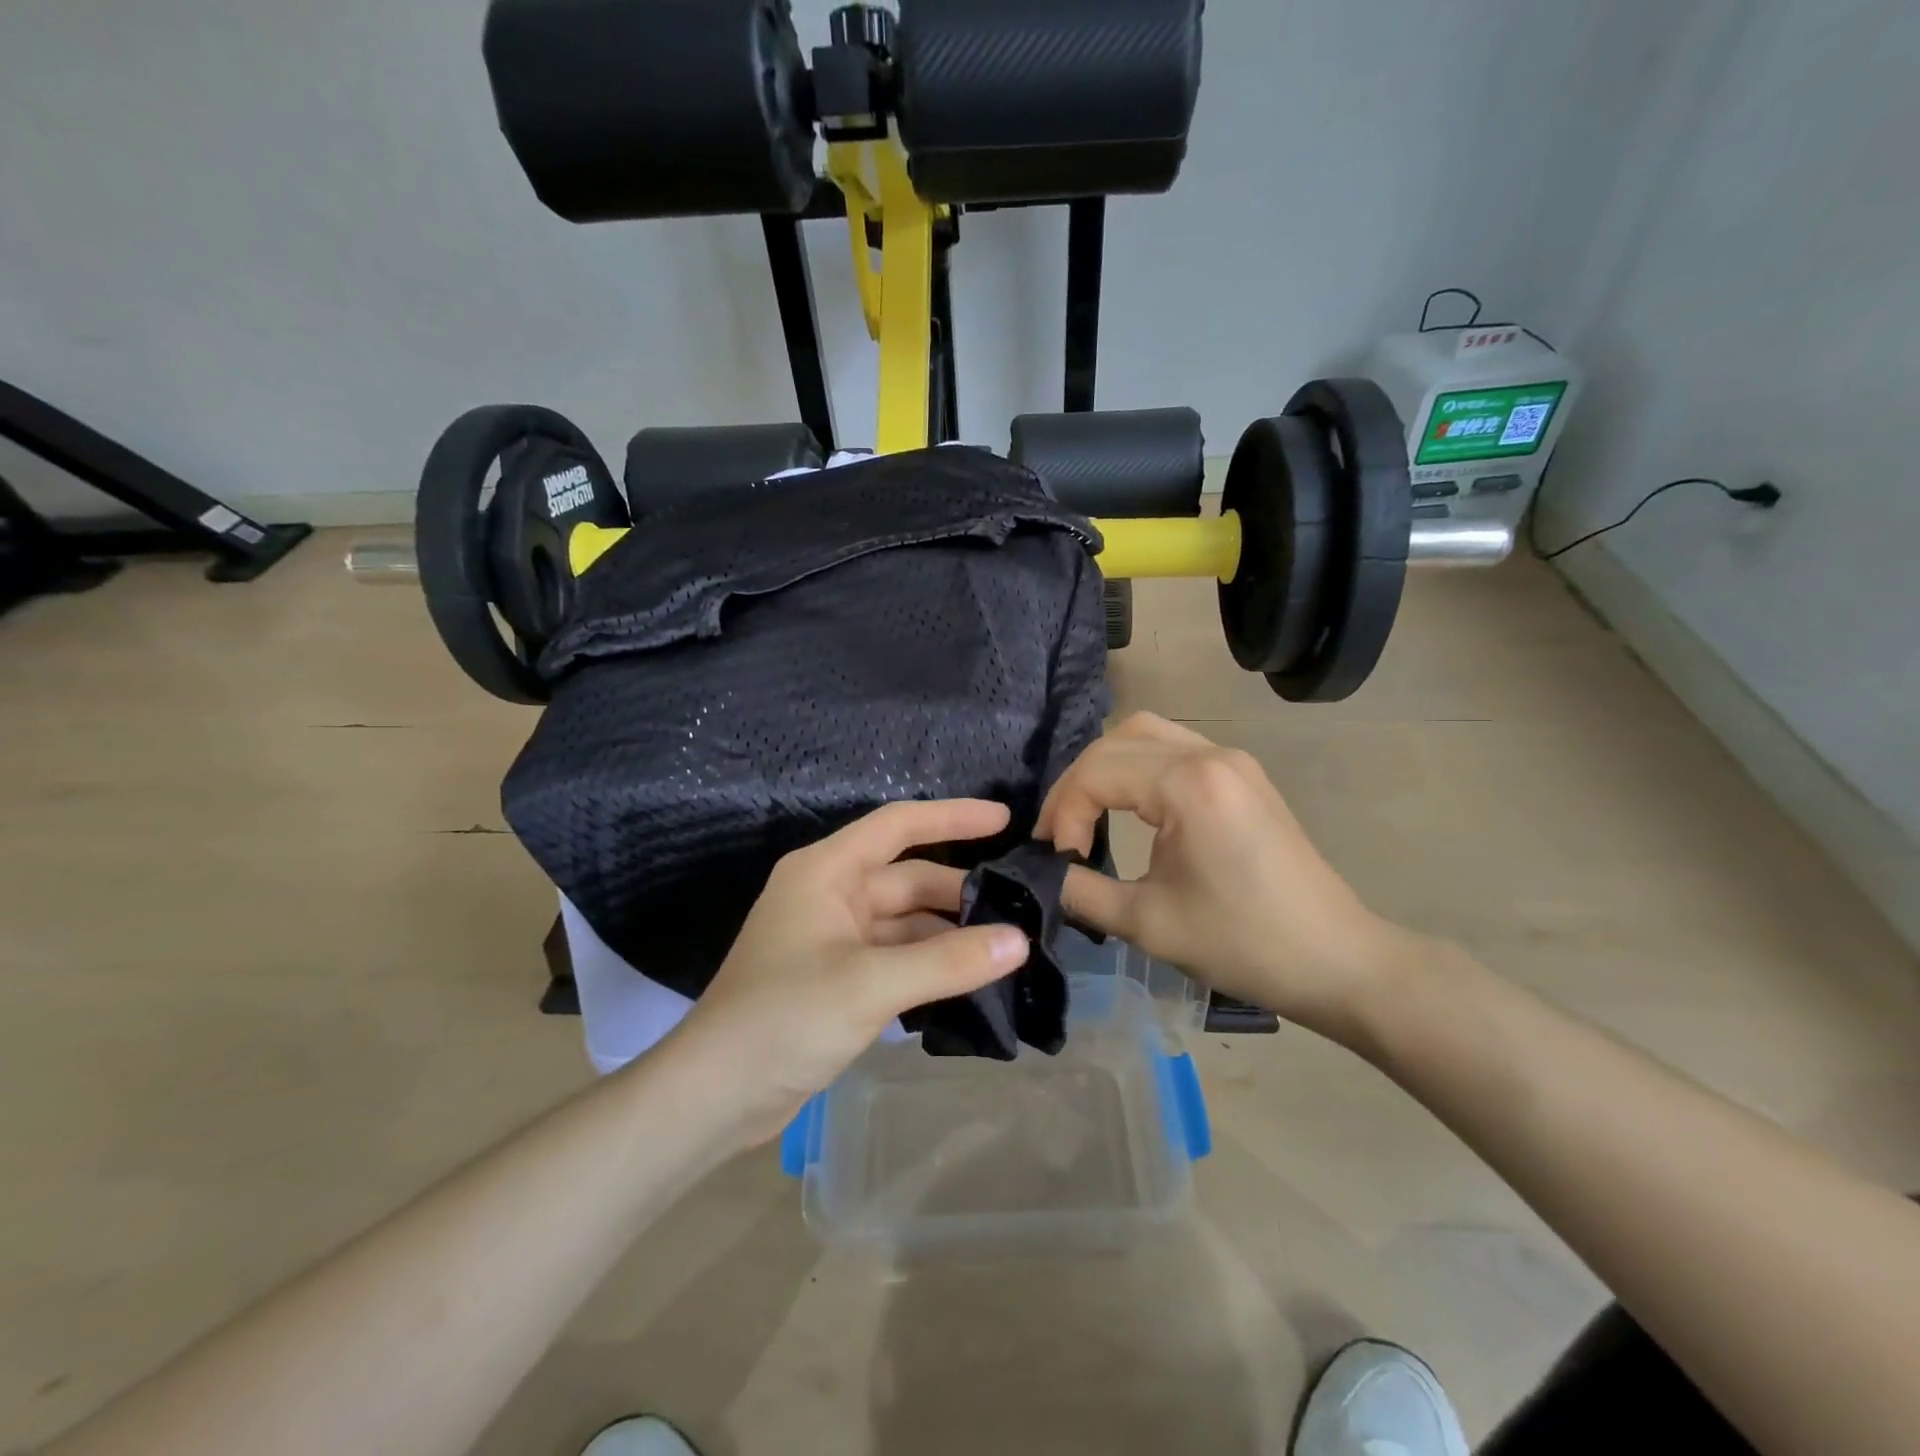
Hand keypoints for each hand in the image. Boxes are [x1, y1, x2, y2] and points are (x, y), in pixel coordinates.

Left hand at [673, 799, 1029, 1144]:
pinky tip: (970, 980)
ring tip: (1007, 947)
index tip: (1006, 820)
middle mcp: (830, 895)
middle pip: (907, 878)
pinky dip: (929, 965)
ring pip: (904, 923)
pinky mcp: (837, 979)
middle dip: (959, 891)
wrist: (714, 1095)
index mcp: (826, 872)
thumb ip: (948, 961)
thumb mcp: (871, 984)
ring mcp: (833, 939)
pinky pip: (896, 957)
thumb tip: (1019, 941)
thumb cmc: (785, 1018)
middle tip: (1021, 904)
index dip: (953, 816)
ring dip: (948, 934)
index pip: (899, 825)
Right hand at [1039, 713, 1415, 1039]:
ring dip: (1106, 768)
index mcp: (1189, 784)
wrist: (1337, 962)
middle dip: (1077, 784)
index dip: (1064, 813)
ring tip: (1085, 813)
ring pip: (1145, 734)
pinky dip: (1137, 767)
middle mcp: (1211, 755)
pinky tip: (1129, 805)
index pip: (1097, 773)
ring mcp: (1232, 761)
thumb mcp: (1147, 924)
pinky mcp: (1243, 776)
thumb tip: (1047, 875)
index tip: (1058, 860)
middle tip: (1059, 833)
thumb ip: (1082, 891)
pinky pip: (1174, 749)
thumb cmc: (1243, 944)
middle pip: (1116, 740)